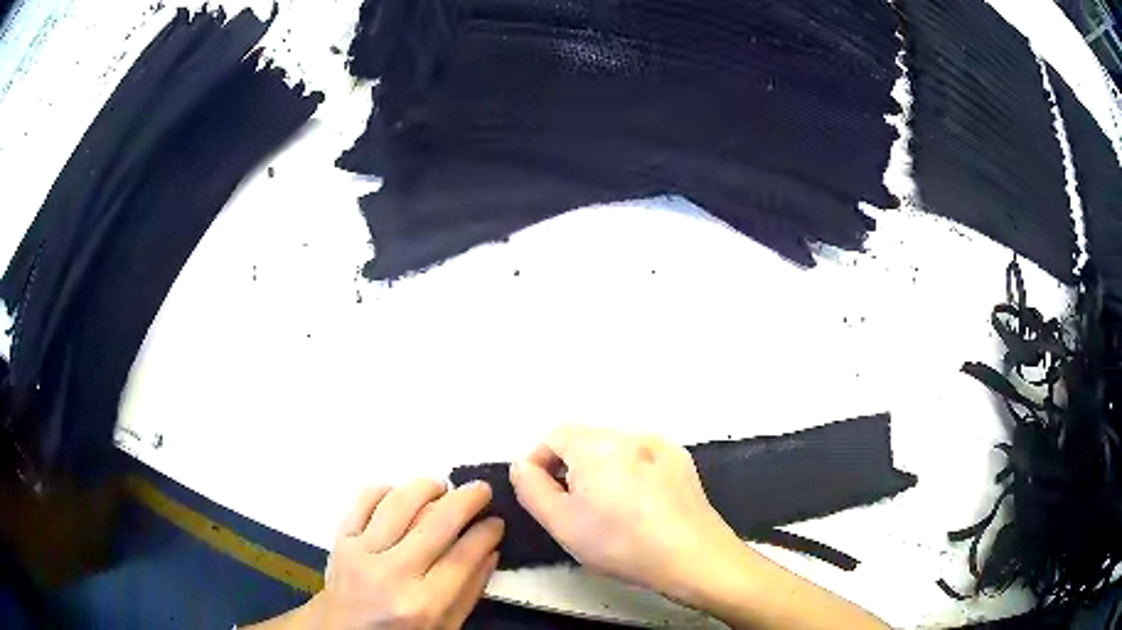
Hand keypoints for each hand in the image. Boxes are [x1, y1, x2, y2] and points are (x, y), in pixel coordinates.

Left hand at [260, 479, 503, 628]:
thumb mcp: (444, 627)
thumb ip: (469, 592)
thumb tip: (491, 549)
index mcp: (422, 605)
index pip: (462, 557)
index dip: (485, 533)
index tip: (497, 521)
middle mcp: (391, 575)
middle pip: (435, 524)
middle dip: (465, 500)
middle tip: (481, 489)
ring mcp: (360, 553)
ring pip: (398, 503)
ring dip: (426, 487)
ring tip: (441, 487)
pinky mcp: (340, 538)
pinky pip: (363, 500)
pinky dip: (386, 489)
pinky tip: (400, 494)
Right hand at [508, 425, 741, 600]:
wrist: (691, 556)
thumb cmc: (620, 543)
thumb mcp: (561, 523)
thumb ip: (531, 487)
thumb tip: (523, 463)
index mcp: (595, 445)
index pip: (553, 437)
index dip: (540, 463)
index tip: (542, 495)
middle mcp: (627, 434)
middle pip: (584, 441)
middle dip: (570, 468)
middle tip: (574, 508)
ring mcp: (659, 444)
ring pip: (614, 449)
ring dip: (601, 470)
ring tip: (609, 509)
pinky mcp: (680, 459)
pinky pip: (642, 456)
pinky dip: (631, 472)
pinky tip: (640, 503)